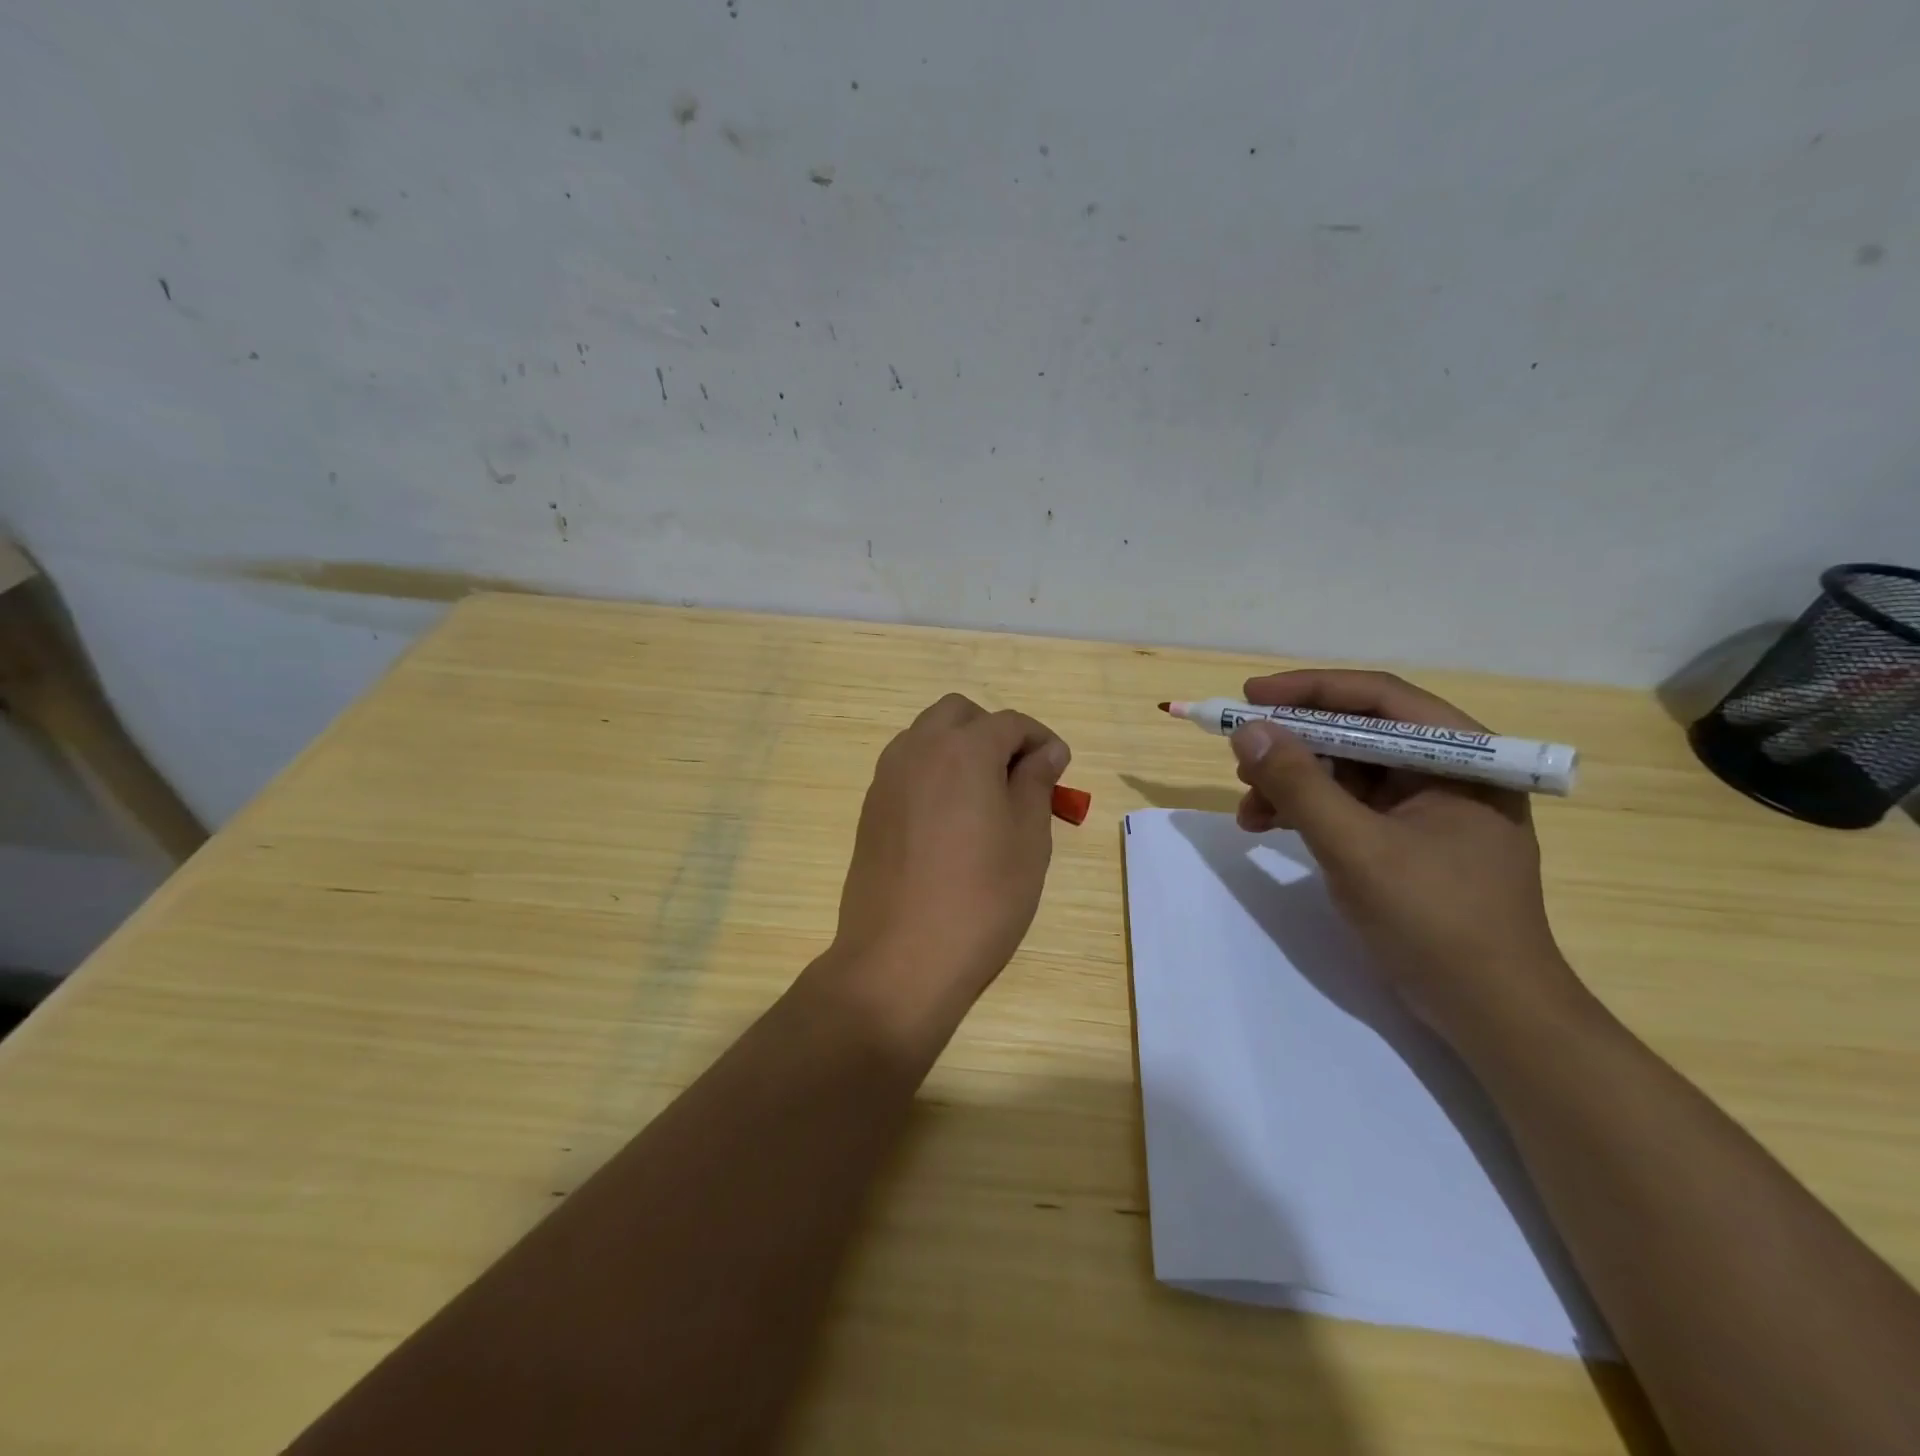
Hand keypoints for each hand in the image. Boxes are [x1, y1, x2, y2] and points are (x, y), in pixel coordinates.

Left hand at [821, 694, 1069, 1054]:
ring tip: (985, 796)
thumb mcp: (1028, 840)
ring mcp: (887, 778)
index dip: (1041, 740)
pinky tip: (950, 819)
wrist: (899, 959)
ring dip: (959, 748)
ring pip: (926, 736)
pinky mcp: (871, 808)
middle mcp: (918, 750)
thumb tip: (1046, 751)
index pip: (1009, 723)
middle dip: (993, 732)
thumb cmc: (981, 900)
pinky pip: (906, 767)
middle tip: (1018, 775)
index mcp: (963, 750)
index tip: (1059, 770)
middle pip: (959, 714)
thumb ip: (1036, 784)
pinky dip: (933, 772)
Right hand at [1230, 669, 1584, 1044]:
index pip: (1378, 699)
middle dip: (1293, 746)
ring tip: (1248, 810)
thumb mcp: (1356, 848)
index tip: (1249, 697)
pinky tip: (1269, 826)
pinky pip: (1349, 806)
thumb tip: (1246, 731)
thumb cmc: (1435, 921)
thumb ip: (1299, 785)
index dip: (1309, 691)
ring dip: (1291, 783)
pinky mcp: (1409, 840)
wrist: (1490, 1013)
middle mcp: (1448, 771)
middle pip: (1357, 733)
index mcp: (1462, 757)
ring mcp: (1430, 808)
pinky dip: (1307, 812)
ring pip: (1346, 771)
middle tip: (1241, 760)